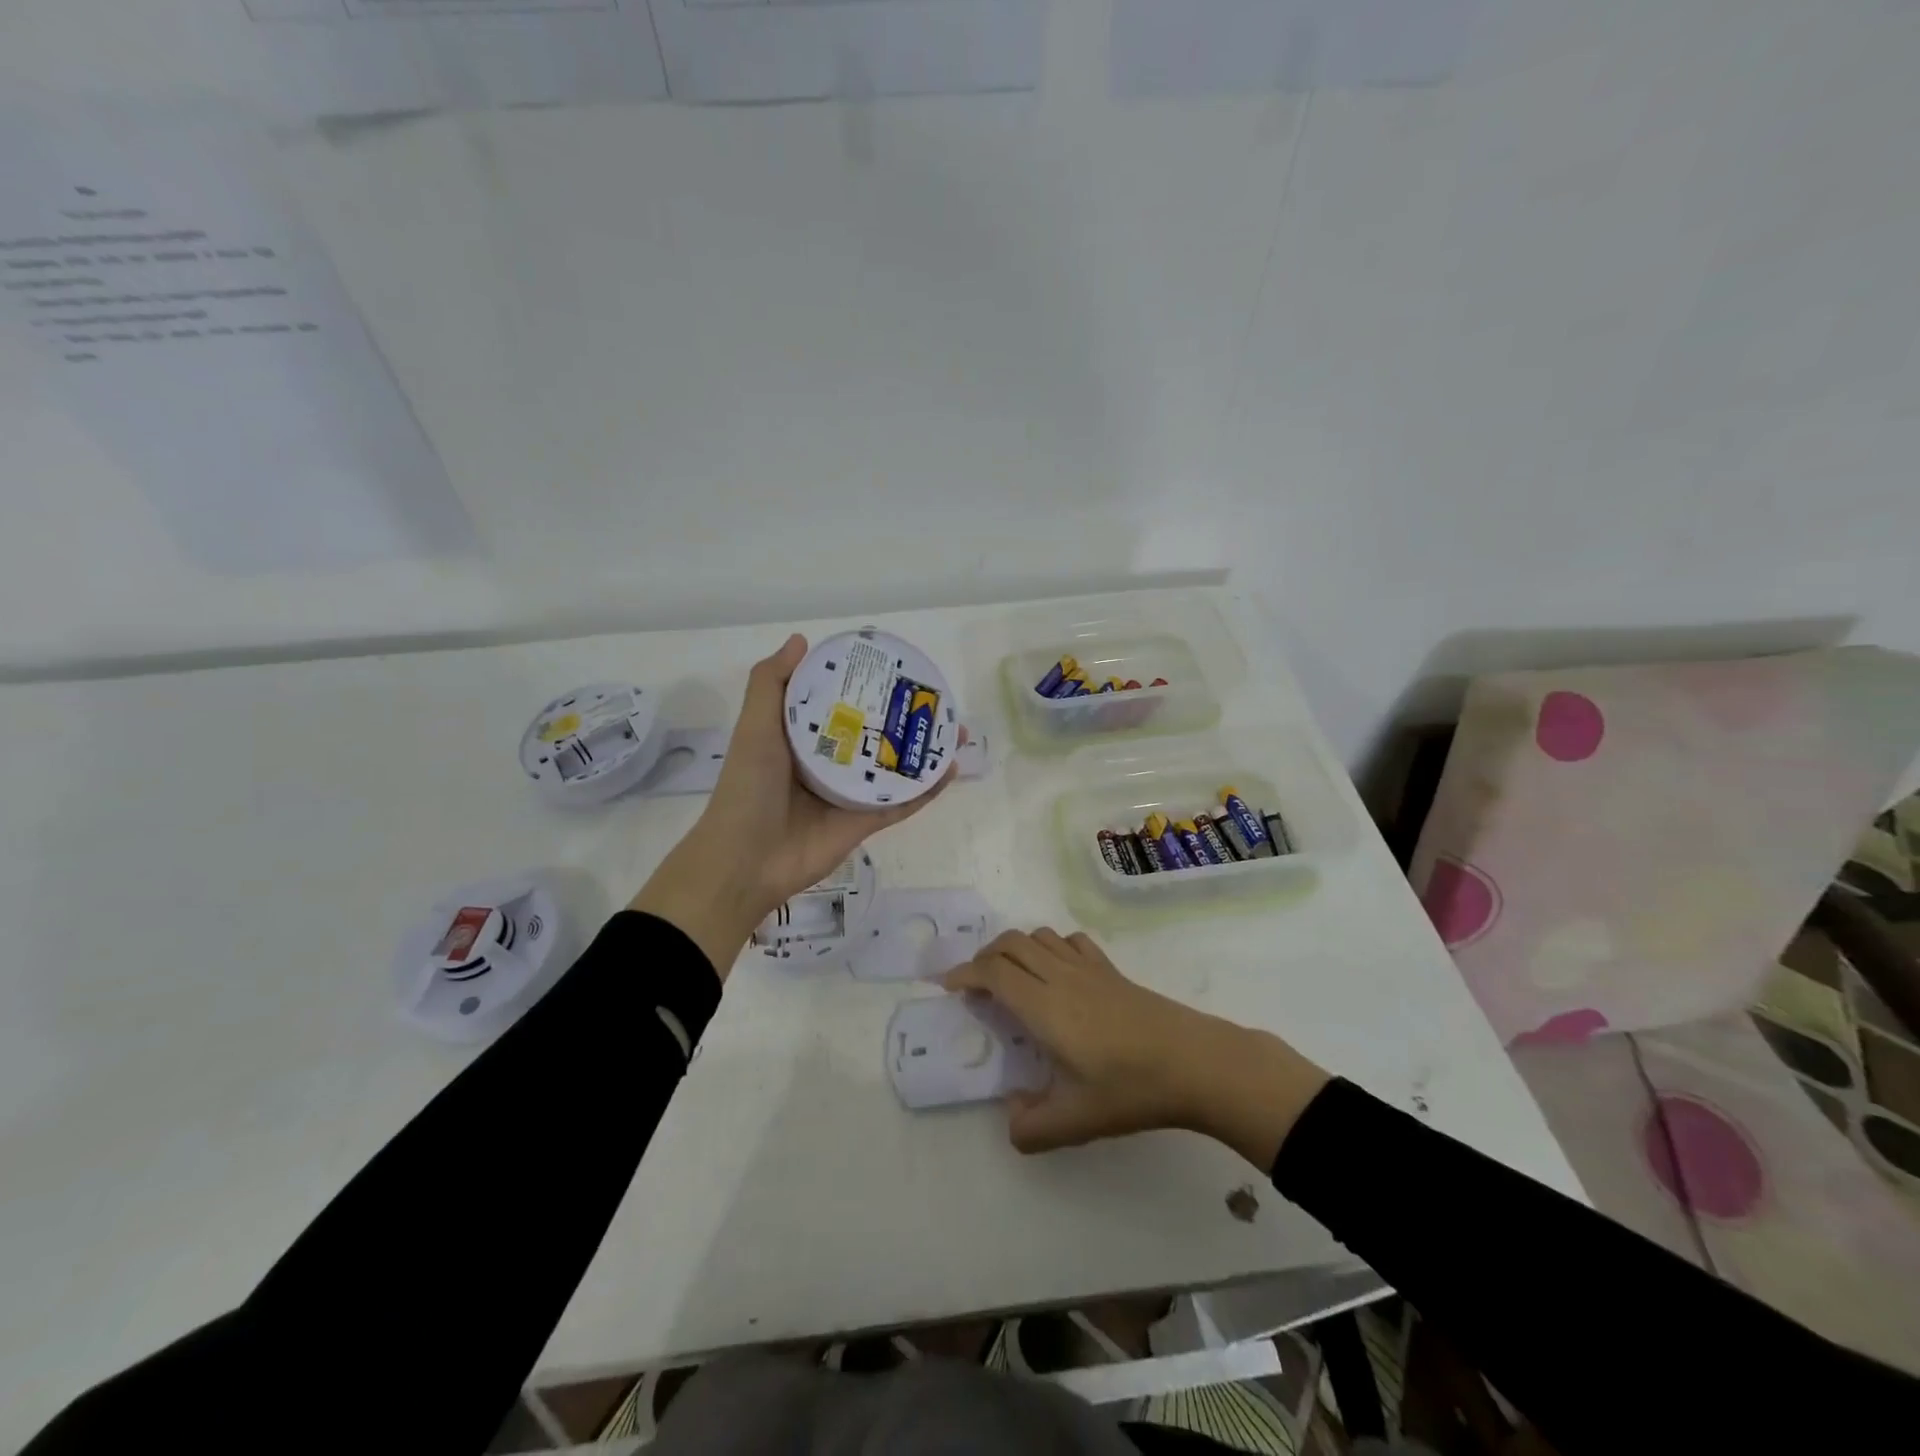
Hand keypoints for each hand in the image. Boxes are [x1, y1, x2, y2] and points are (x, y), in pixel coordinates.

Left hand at [630, 634, 959, 977]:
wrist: (745, 861)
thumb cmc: (748, 787)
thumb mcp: (755, 728)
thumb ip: (771, 684)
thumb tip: (801, 640)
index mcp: (802, 738)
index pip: (840, 703)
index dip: (866, 686)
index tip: (894, 667)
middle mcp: (829, 762)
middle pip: (876, 734)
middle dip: (906, 718)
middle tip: (936, 701)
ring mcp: (849, 795)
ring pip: (895, 767)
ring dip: (925, 751)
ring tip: (955, 731)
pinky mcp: (864, 823)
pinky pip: (901, 803)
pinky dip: (926, 789)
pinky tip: (950, 770)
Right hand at [941, 929, 1329, 1168]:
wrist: (1195, 1062)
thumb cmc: (1131, 1088)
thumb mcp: (1076, 1121)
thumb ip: (1033, 1128)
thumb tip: (1010, 1122)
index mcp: (1043, 1007)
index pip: (993, 972)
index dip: (965, 973)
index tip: (948, 986)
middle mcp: (1059, 977)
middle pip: (1010, 943)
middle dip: (984, 957)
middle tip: (975, 985)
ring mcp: (1088, 969)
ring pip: (1039, 936)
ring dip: (1015, 948)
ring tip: (1011, 977)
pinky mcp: (1112, 971)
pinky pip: (1071, 942)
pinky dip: (1051, 946)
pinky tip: (1057, 971)